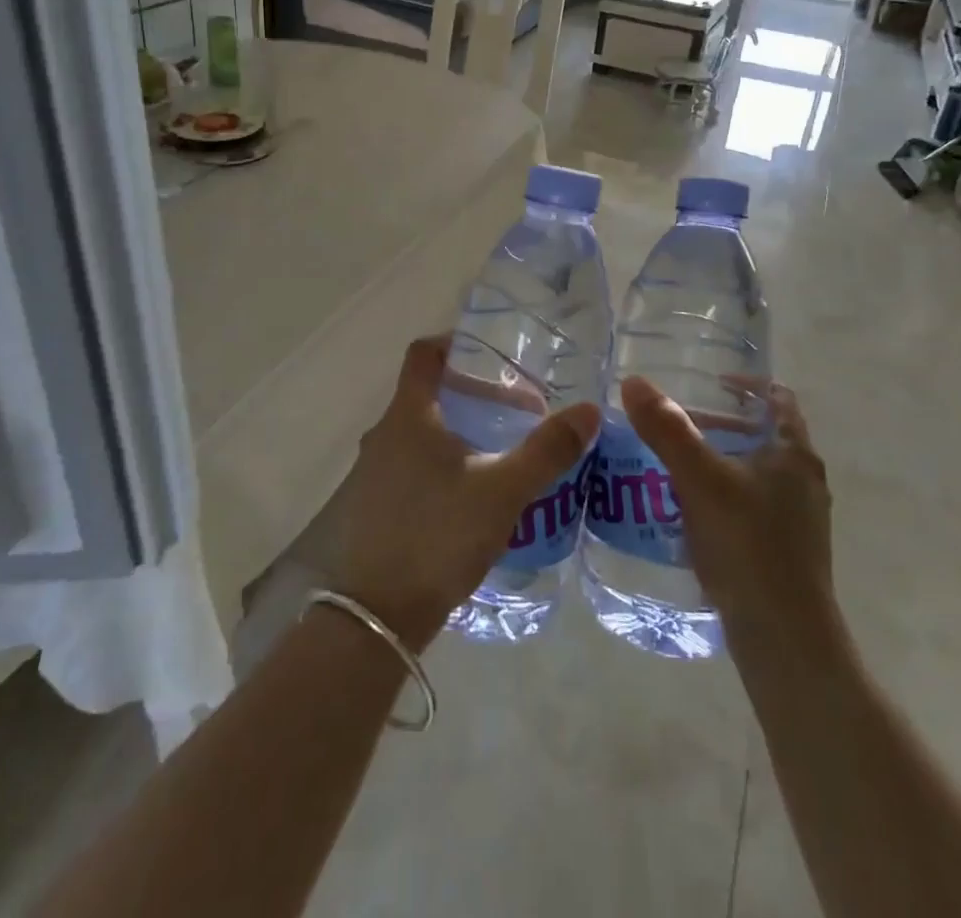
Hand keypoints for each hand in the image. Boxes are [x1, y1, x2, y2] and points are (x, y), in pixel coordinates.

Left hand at [334, 337, 599, 650]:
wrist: (375, 616)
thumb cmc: (438, 534)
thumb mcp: (503, 490)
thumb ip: (547, 450)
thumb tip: (589, 410)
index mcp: (408, 416)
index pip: (423, 354)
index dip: (454, 344)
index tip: (491, 355)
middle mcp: (383, 435)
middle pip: (428, 396)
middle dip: (473, 398)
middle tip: (517, 417)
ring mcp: (372, 474)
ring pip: (420, 436)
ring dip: (459, 436)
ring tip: (501, 459)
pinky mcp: (372, 508)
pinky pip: (410, 469)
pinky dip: (441, 467)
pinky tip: (471, 500)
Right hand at [620, 376, 845, 658]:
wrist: (784, 640)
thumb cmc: (748, 546)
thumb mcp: (700, 480)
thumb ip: (667, 430)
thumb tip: (634, 382)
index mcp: (795, 454)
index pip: (777, 399)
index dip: (745, 384)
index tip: (709, 382)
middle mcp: (804, 481)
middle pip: (762, 435)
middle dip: (719, 425)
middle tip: (676, 425)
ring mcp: (798, 520)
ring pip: (754, 473)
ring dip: (718, 462)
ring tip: (673, 466)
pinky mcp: (785, 552)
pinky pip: (750, 507)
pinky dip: (721, 496)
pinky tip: (688, 513)